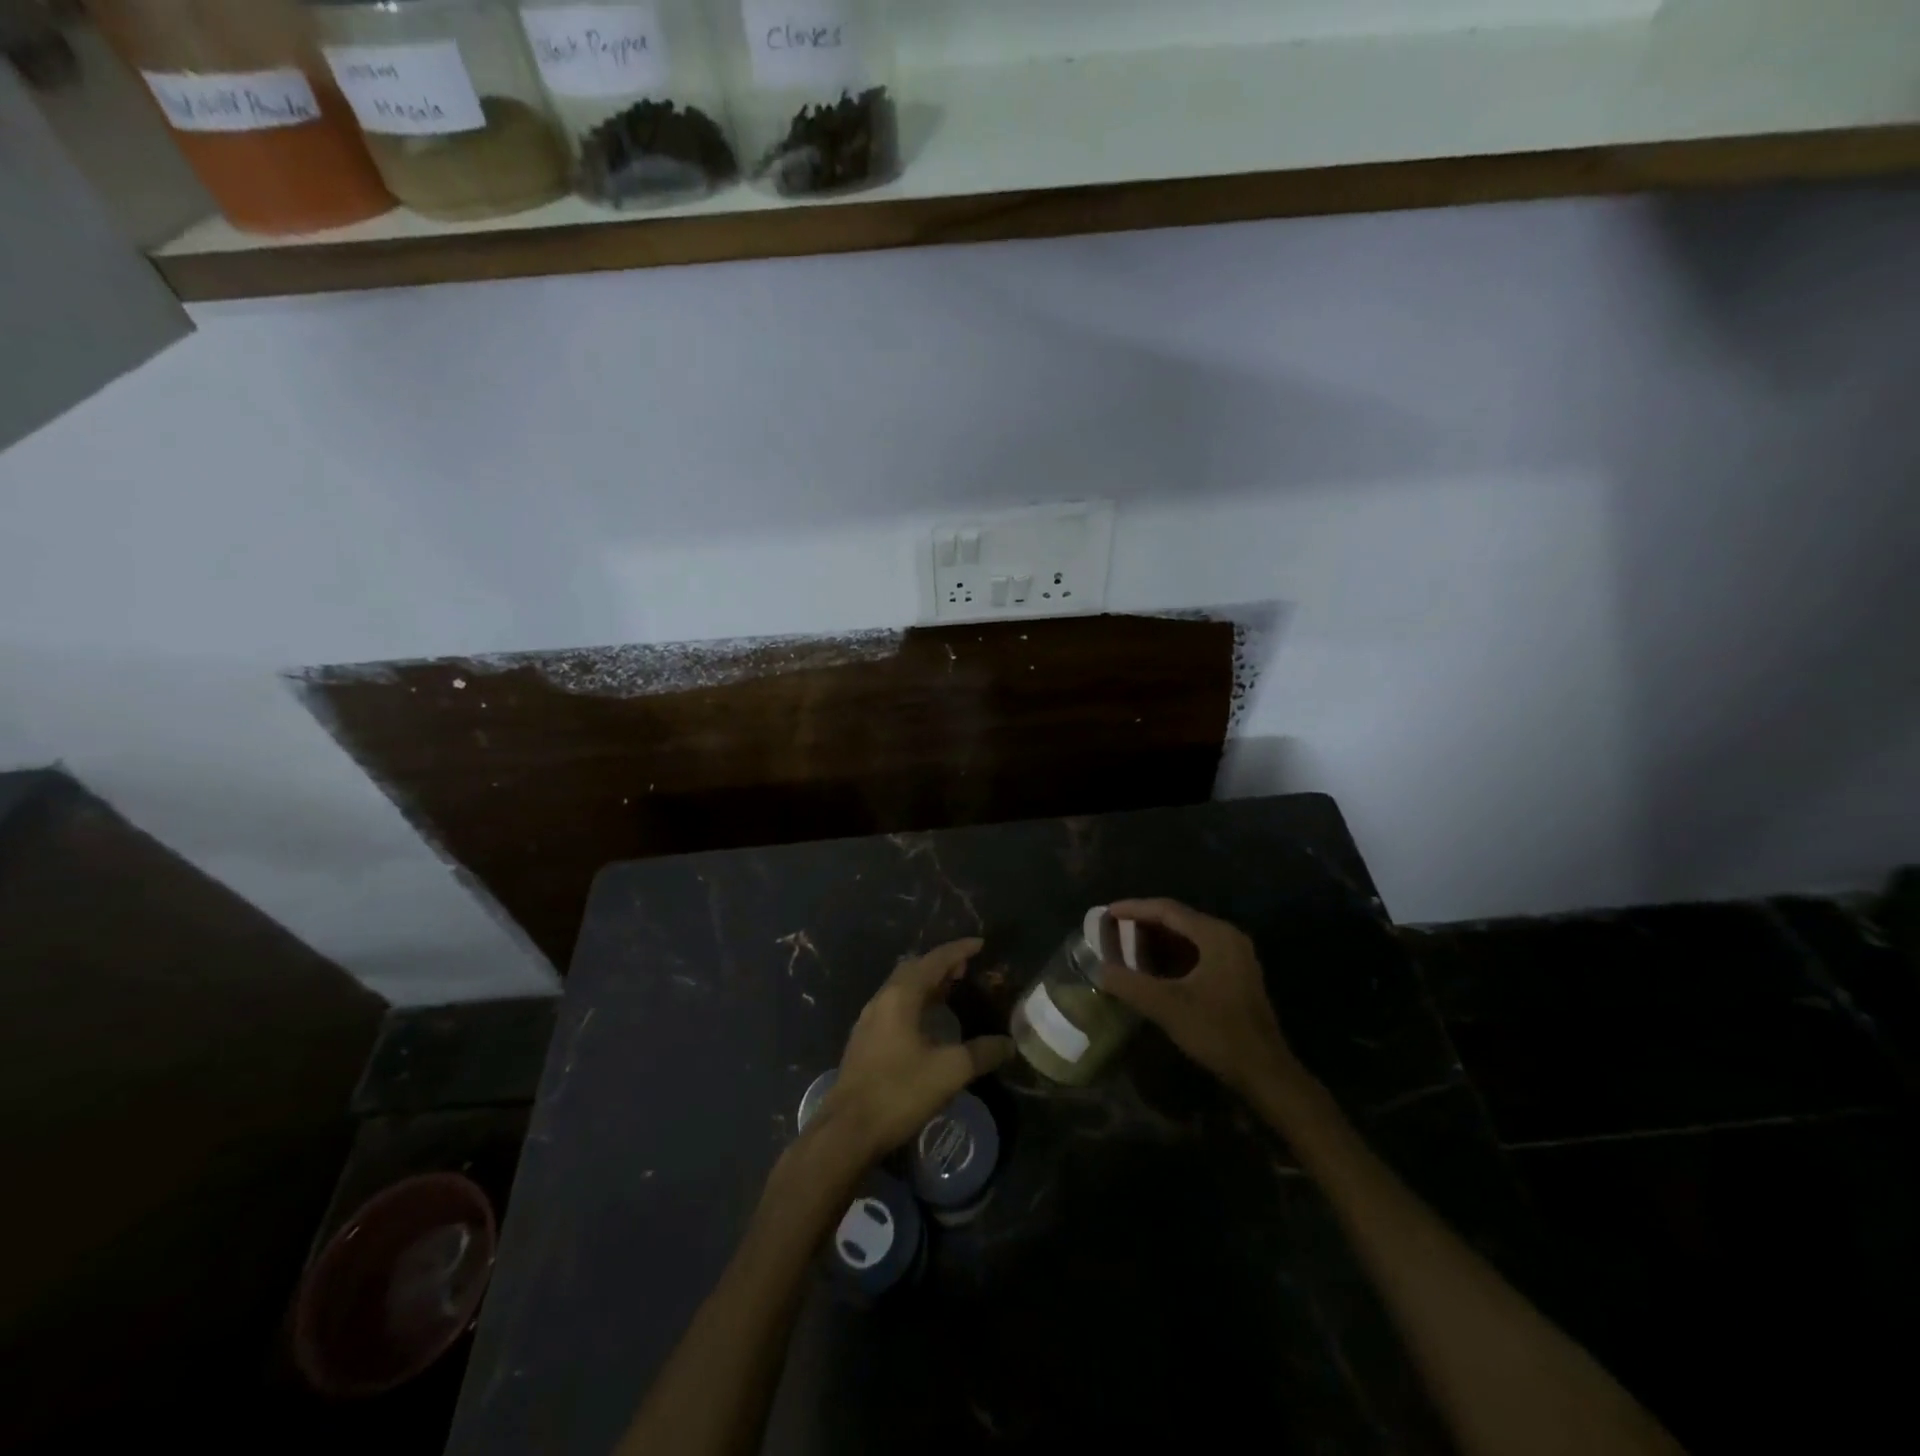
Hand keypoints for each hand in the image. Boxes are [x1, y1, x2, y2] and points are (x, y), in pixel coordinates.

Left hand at [816, 938, 1013, 1164]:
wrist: (847, 1131)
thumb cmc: (899, 1092)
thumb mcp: (949, 1072)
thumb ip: (981, 1053)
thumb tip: (1008, 1044)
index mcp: (900, 997)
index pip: (933, 961)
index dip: (958, 950)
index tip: (980, 944)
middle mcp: (881, 1000)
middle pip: (914, 969)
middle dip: (941, 964)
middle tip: (966, 968)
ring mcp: (869, 1020)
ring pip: (901, 988)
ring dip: (927, 983)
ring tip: (951, 989)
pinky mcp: (864, 1040)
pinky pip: (894, 1006)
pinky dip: (915, 1001)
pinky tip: (926, 1020)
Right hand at [1096, 899, 1304, 1098]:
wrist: (1264, 1073)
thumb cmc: (1217, 1032)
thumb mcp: (1167, 1006)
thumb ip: (1129, 984)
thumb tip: (1098, 969)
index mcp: (1215, 935)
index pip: (1167, 910)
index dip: (1133, 909)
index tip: (1106, 912)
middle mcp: (1228, 937)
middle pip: (1178, 920)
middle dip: (1143, 924)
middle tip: (1112, 930)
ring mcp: (1234, 957)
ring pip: (1187, 938)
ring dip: (1156, 941)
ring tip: (1125, 947)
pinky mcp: (1235, 976)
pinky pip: (1196, 953)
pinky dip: (1171, 956)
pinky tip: (1151, 970)